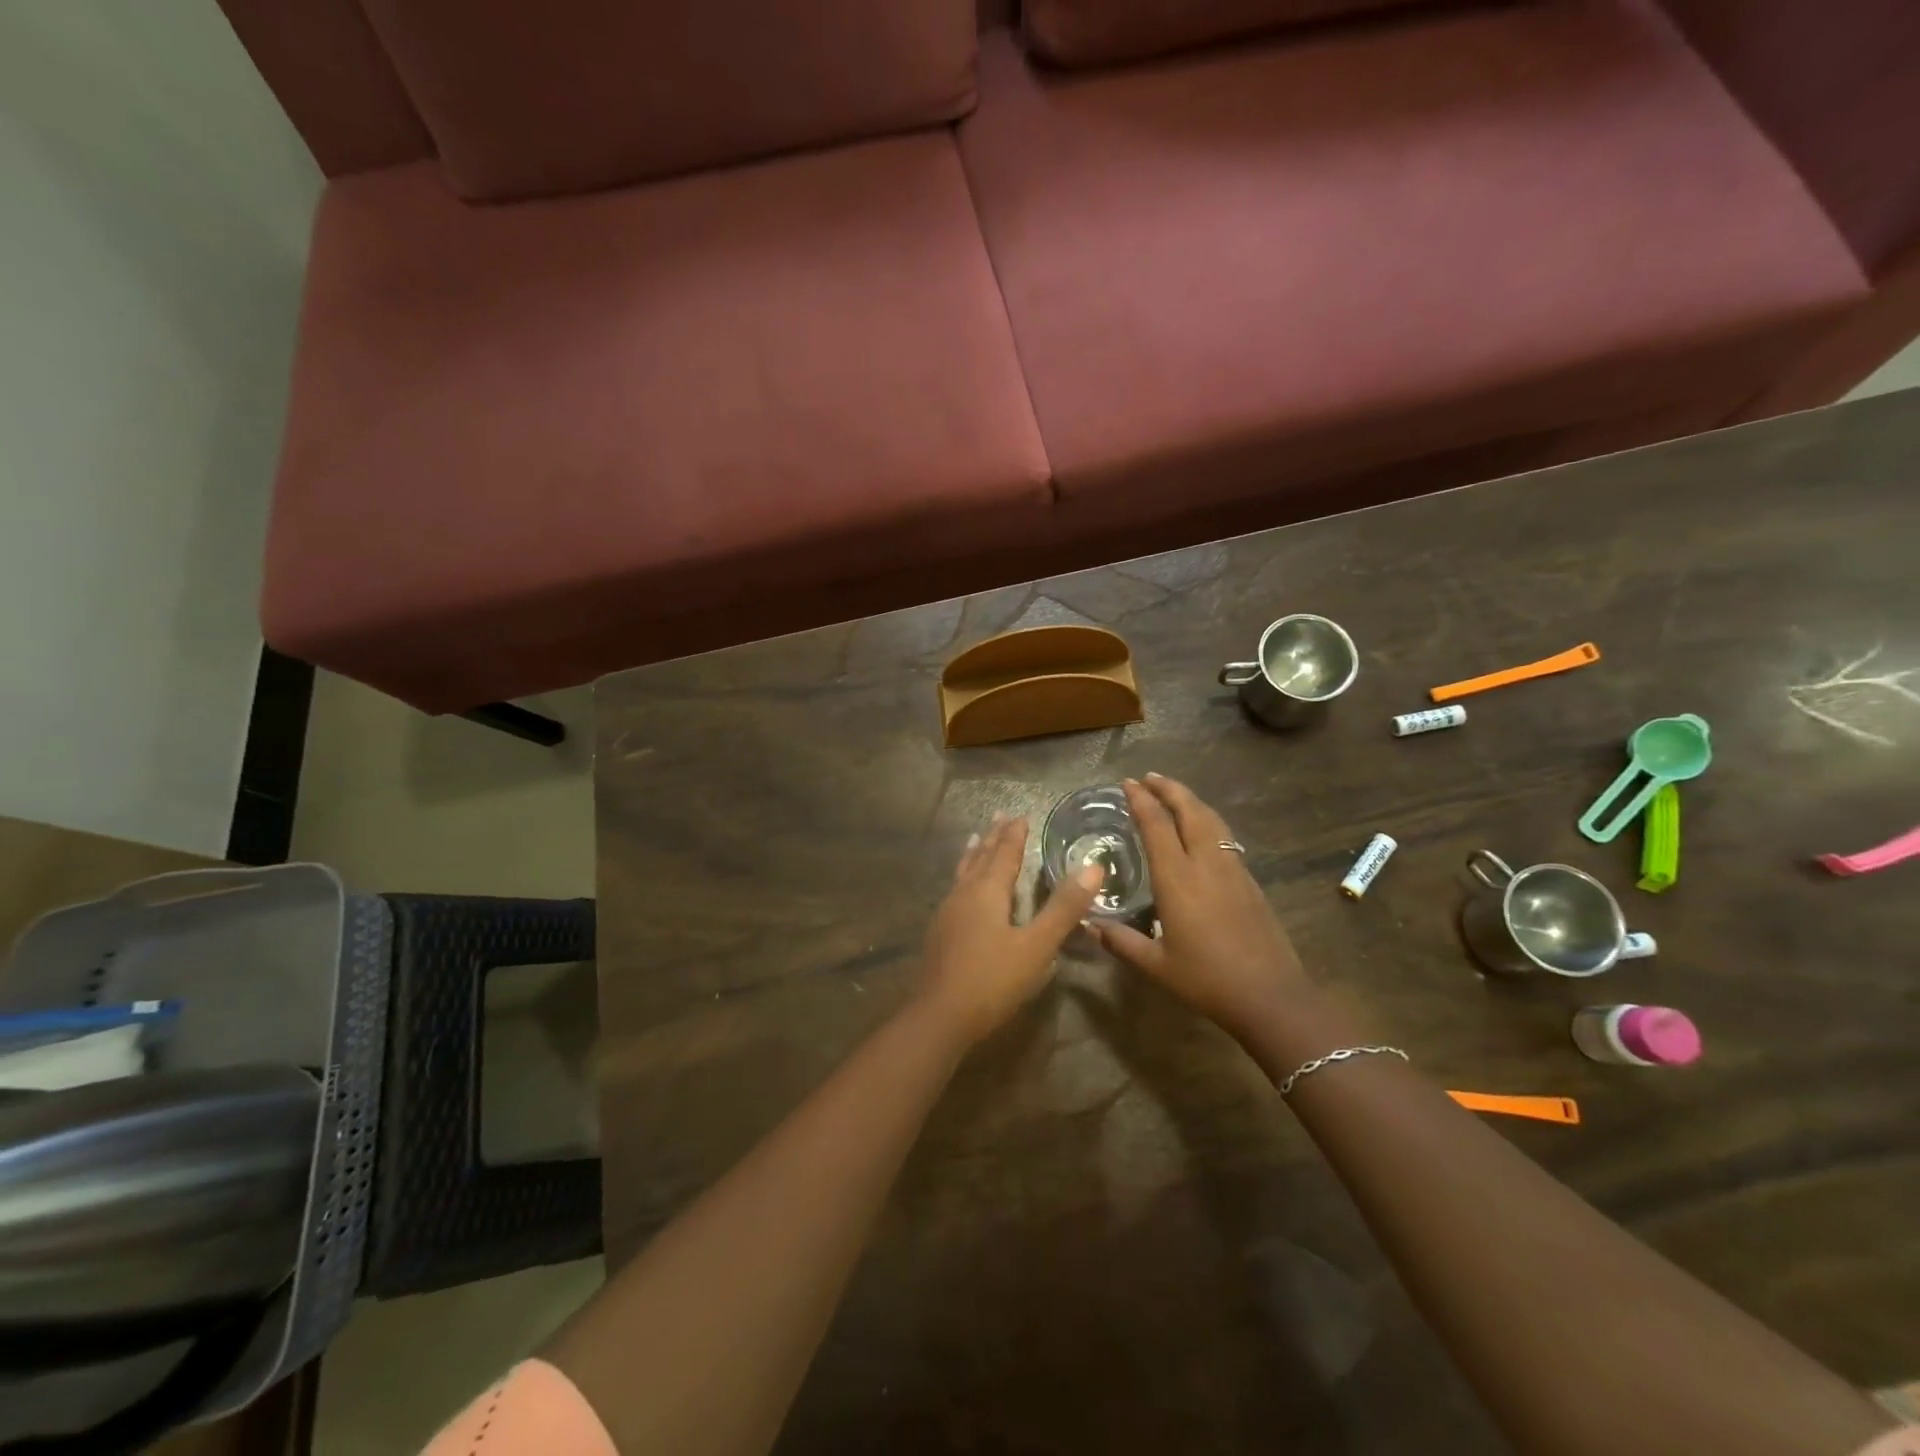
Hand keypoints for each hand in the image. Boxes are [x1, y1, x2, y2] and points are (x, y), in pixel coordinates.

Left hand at [917, 815, 1102, 1044]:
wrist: (938, 1017)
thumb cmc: (991, 980)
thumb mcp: (1036, 946)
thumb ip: (1063, 908)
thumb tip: (1093, 866)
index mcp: (987, 891)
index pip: (1004, 853)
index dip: (1014, 834)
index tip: (1021, 815)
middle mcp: (964, 894)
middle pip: (980, 857)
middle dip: (992, 837)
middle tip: (999, 816)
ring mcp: (947, 913)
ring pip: (963, 872)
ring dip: (974, 854)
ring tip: (975, 840)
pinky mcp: (940, 933)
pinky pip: (956, 890)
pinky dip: (964, 876)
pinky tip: (962, 890)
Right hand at [1086, 775, 1315, 1052]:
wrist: (1270, 996)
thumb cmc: (1207, 979)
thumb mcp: (1156, 965)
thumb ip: (1120, 941)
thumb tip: (1088, 925)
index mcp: (1177, 879)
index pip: (1156, 825)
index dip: (1141, 800)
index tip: (1128, 783)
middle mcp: (1205, 864)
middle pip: (1189, 811)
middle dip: (1168, 789)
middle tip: (1149, 777)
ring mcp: (1232, 869)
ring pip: (1211, 820)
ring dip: (1190, 800)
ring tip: (1173, 793)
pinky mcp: (1249, 880)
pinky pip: (1224, 836)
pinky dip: (1207, 820)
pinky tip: (1201, 829)